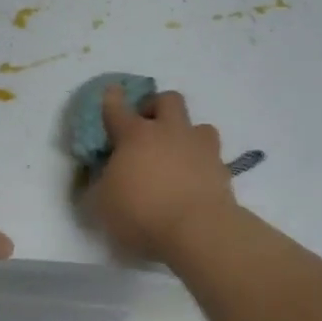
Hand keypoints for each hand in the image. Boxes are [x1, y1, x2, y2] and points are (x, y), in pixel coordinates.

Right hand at [86, 87, 237, 262]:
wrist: (197, 229)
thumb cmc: (141, 212)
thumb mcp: (102, 203)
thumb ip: (99, 184)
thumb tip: (101, 177)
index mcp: (135, 136)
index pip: (118, 109)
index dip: (112, 99)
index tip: (112, 91)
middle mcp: (170, 132)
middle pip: (168, 100)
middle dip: (156, 106)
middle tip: (148, 125)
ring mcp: (200, 148)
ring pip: (199, 125)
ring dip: (187, 135)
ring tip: (178, 154)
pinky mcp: (222, 169)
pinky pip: (212, 157)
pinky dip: (202, 164)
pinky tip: (195, 180)